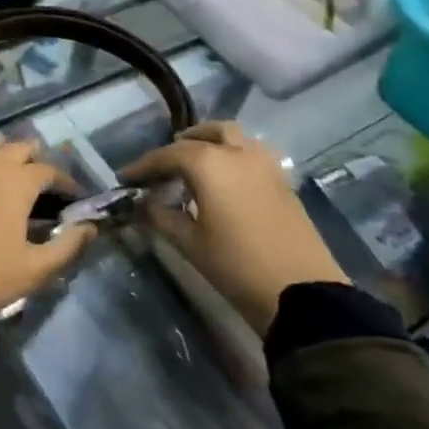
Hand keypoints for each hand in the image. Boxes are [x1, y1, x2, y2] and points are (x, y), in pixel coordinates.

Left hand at [0, 129, 97, 314]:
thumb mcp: (38, 268)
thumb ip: (69, 245)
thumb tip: (91, 226)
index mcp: (18, 182)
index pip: (49, 171)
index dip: (63, 181)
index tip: (70, 194)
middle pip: (19, 149)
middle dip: (34, 160)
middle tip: (38, 179)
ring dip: (2, 147)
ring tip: (6, 161)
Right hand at [121, 121, 347, 334]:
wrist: (302, 294)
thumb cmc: (236, 266)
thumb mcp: (190, 243)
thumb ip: (161, 216)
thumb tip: (143, 203)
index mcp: (209, 164)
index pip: (167, 155)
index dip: (143, 166)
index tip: (126, 177)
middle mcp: (236, 153)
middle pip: (203, 135)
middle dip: (179, 145)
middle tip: (163, 166)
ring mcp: (265, 164)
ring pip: (232, 136)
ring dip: (210, 141)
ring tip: (195, 163)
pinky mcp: (282, 180)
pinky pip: (251, 153)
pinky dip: (232, 154)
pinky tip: (225, 180)